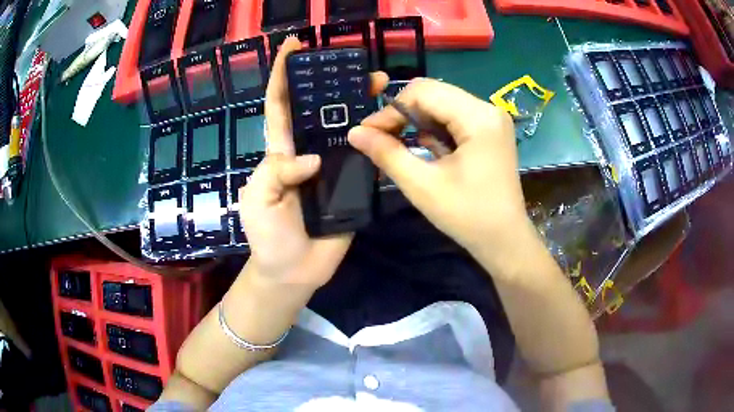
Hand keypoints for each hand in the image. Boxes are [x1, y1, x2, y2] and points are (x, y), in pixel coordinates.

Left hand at [238, 37, 387, 289]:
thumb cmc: (267, 234)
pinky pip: (367, 156)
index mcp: (281, 151)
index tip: (292, 47)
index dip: (283, 74)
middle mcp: (309, 151)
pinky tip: (392, 122)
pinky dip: (378, 138)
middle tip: (356, 65)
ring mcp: (334, 166)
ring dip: (362, 104)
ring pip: (348, 127)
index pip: (280, 104)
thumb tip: (313, 158)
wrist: (294, 270)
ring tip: (382, 84)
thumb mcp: (257, 199)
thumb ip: (275, 172)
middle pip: (321, 109)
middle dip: (334, 82)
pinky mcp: (353, 183)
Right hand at [348, 78, 531, 270]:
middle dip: (403, 114)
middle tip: (381, 139)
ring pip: (442, 104)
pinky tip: (431, 151)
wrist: (504, 240)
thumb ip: (387, 154)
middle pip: (434, 93)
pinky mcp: (490, 130)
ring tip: (405, 148)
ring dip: (418, 122)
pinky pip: (454, 117)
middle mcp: (488, 109)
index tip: (368, 133)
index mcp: (478, 118)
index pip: (423, 92)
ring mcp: (492, 119)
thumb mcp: (422, 186)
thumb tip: (354, 132)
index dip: (390, 110)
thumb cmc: (468, 216)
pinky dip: (435, 130)